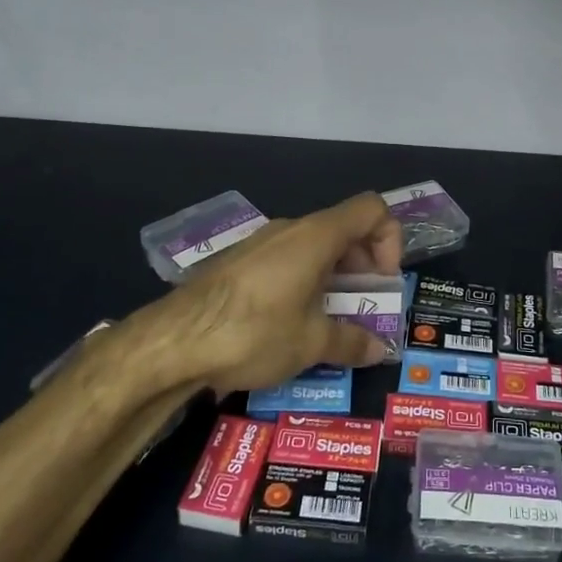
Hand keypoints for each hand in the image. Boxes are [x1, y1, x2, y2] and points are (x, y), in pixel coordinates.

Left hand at [125, 192, 403, 395]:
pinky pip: (285, 261)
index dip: (389, 240)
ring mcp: (260, 243)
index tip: (382, 283)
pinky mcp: (238, 263)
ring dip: (333, 277)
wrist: (173, 342)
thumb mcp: (311, 343)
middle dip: (363, 265)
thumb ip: (352, 342)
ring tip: (329, 321)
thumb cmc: (254, 332)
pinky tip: (291, 323)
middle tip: (362, 306)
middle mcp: (290, 229)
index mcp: (317, 236)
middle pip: (343, 230)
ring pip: (313, 247)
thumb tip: (380, 351)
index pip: (371, 210)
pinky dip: (303, 282)